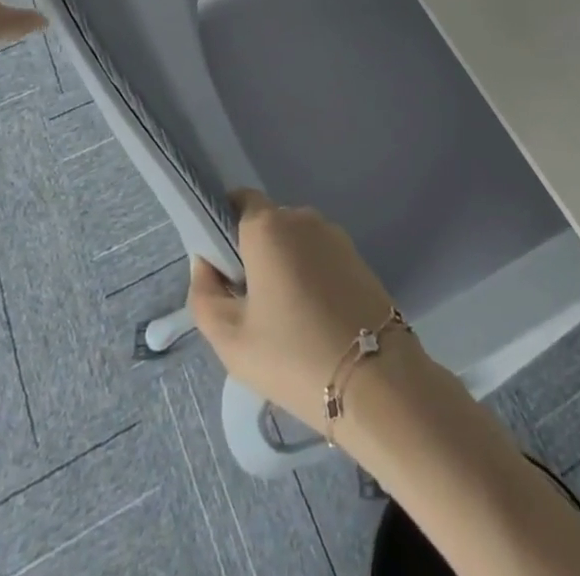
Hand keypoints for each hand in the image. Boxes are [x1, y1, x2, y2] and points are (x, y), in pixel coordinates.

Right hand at [188, 189, 407, 434]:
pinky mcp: (357, 257)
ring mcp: (334, 235)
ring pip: (294, 243)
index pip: (238, 201)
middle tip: (249, 306)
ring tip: (284, 322)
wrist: (375, 379)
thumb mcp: (230, 338)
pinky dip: (310, 278)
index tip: (222, 268)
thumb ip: (204, 294)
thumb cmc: (292, 354)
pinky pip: (319, 257)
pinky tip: (312, 322)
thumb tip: (207, 264)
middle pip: (266, 225)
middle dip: (253, 254)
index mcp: (268, 225)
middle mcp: (302, 217)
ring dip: (283, 268)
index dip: (224, 227)